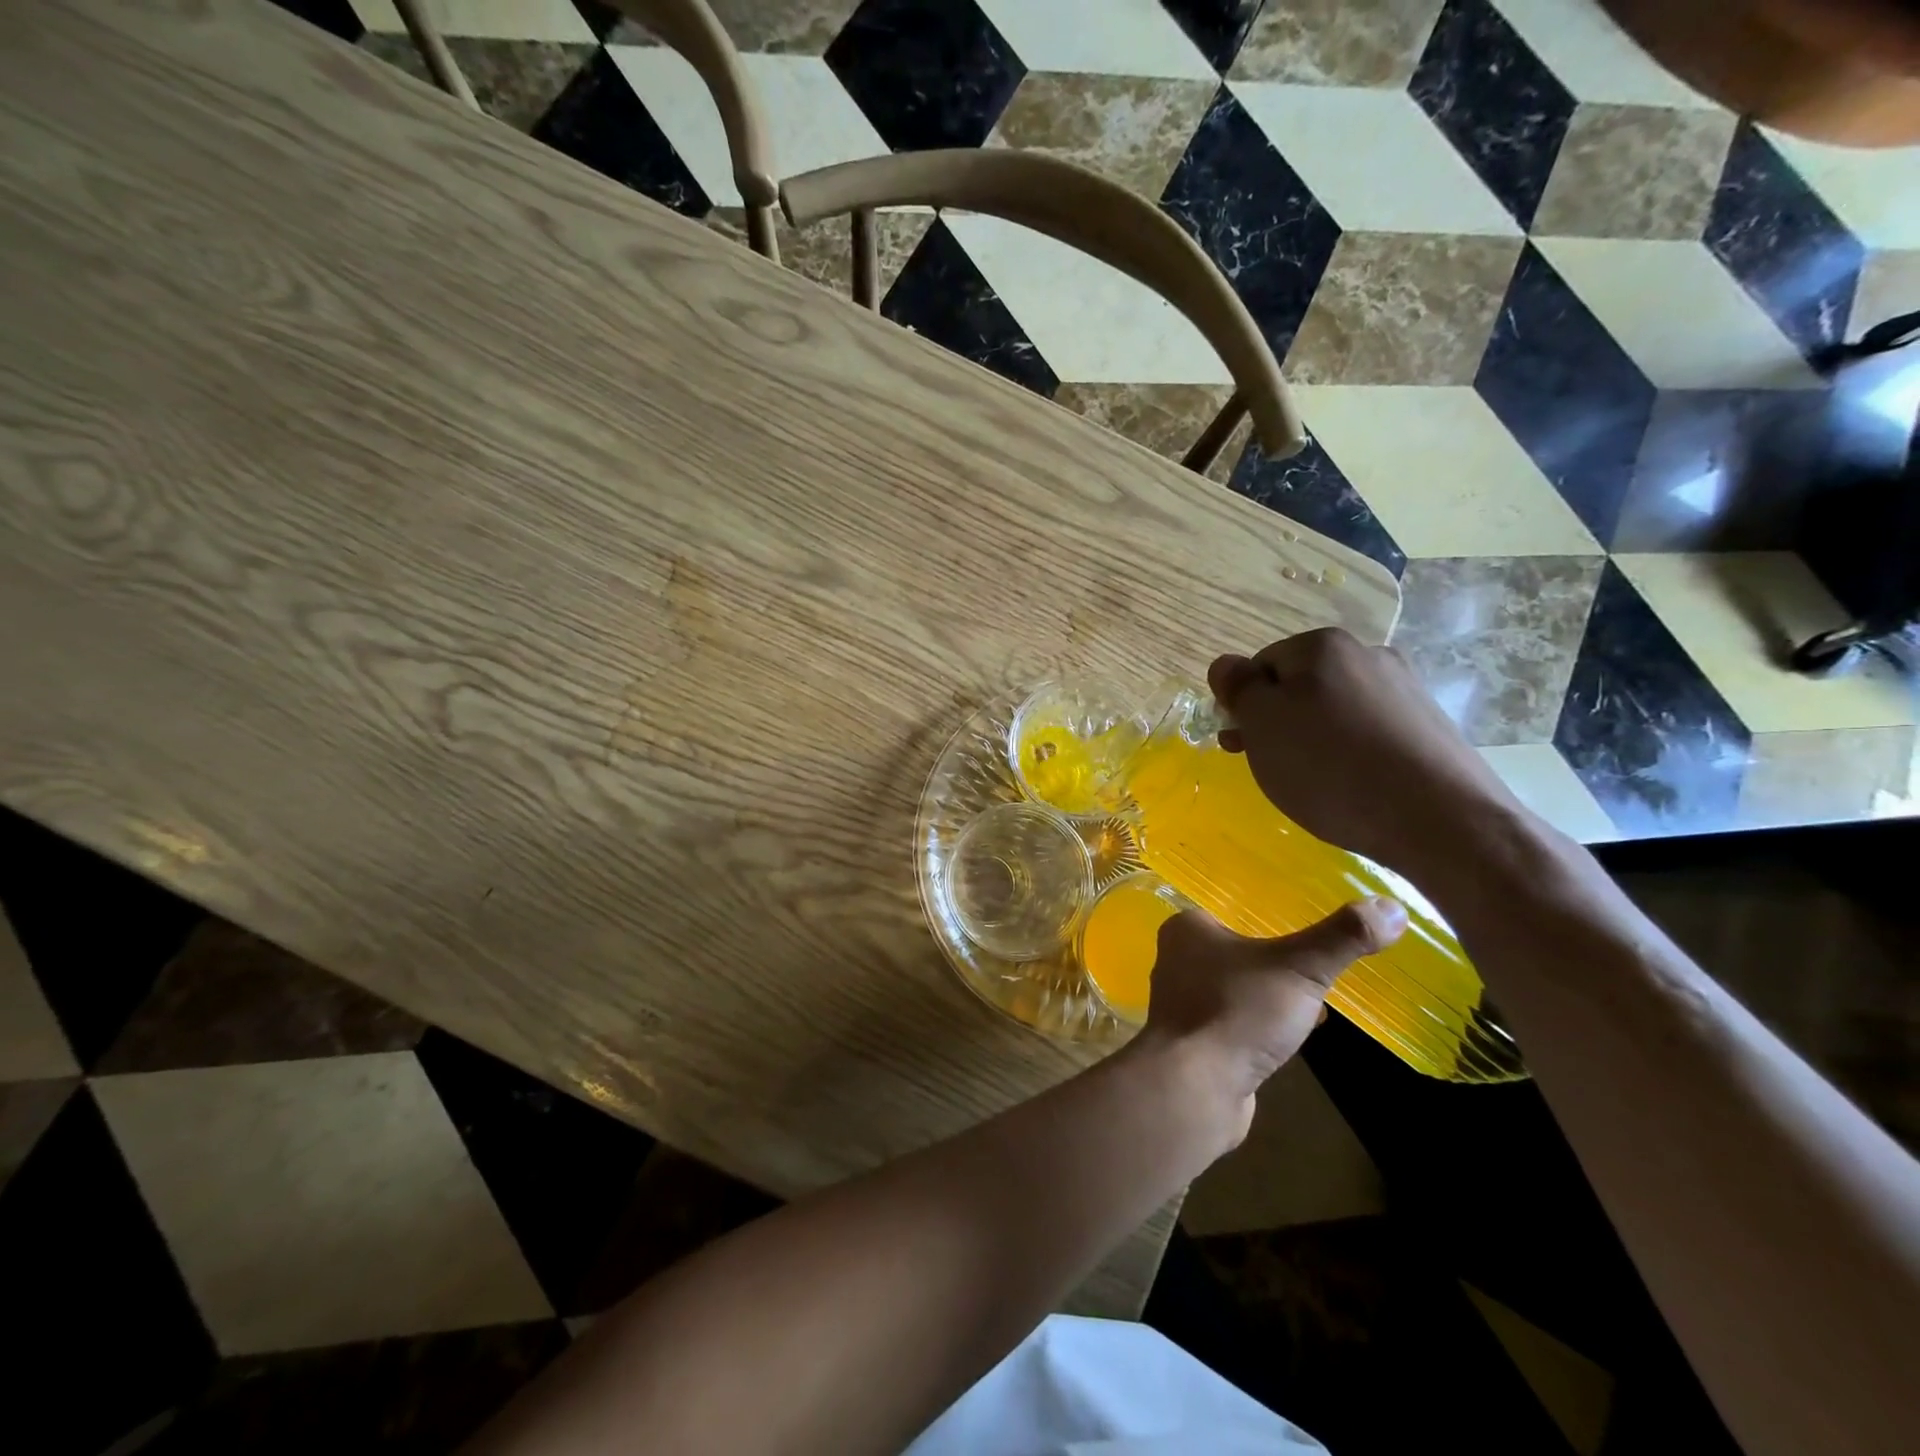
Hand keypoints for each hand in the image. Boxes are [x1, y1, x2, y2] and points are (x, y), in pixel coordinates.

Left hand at [1136, 897, 1406, 1143]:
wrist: (1195, 1088)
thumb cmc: (1237, 1012)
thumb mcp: (1299, 967)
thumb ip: (1342, 937)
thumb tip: (1392, 907)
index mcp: (1187, 928)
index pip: (1234, 908)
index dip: (1273, 915)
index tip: (1311, 924)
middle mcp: (1177, 959)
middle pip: (1239, 949)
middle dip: (1278, 958)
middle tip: (1321, 963)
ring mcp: (1184, 1003)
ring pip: (1239, 987)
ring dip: (1273, 994)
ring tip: (1315, 1000)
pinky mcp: (1195, 1041)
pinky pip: (1237, 1021)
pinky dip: (1263, 1024)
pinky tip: (1294, 1036)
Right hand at [1208, 628, 1523, 879]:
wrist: (1440, 820)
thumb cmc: (1330, 767)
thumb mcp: (1262, 725)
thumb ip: (1238, 688)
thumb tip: (1225, 665)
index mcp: (1322, 646)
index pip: (1260, 665)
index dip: (1243, 705)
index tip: (1240, 745)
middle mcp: (1368, 654)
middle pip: (1299, 685)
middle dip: (1276, 723)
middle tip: (1268, 766)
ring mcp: (1405, 689)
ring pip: (1334, 710)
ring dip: (1312, 738)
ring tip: (1312, 782)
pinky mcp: (1429, 726)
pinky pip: (1369, 732)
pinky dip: (1350, 753)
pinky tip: (1351, 785)